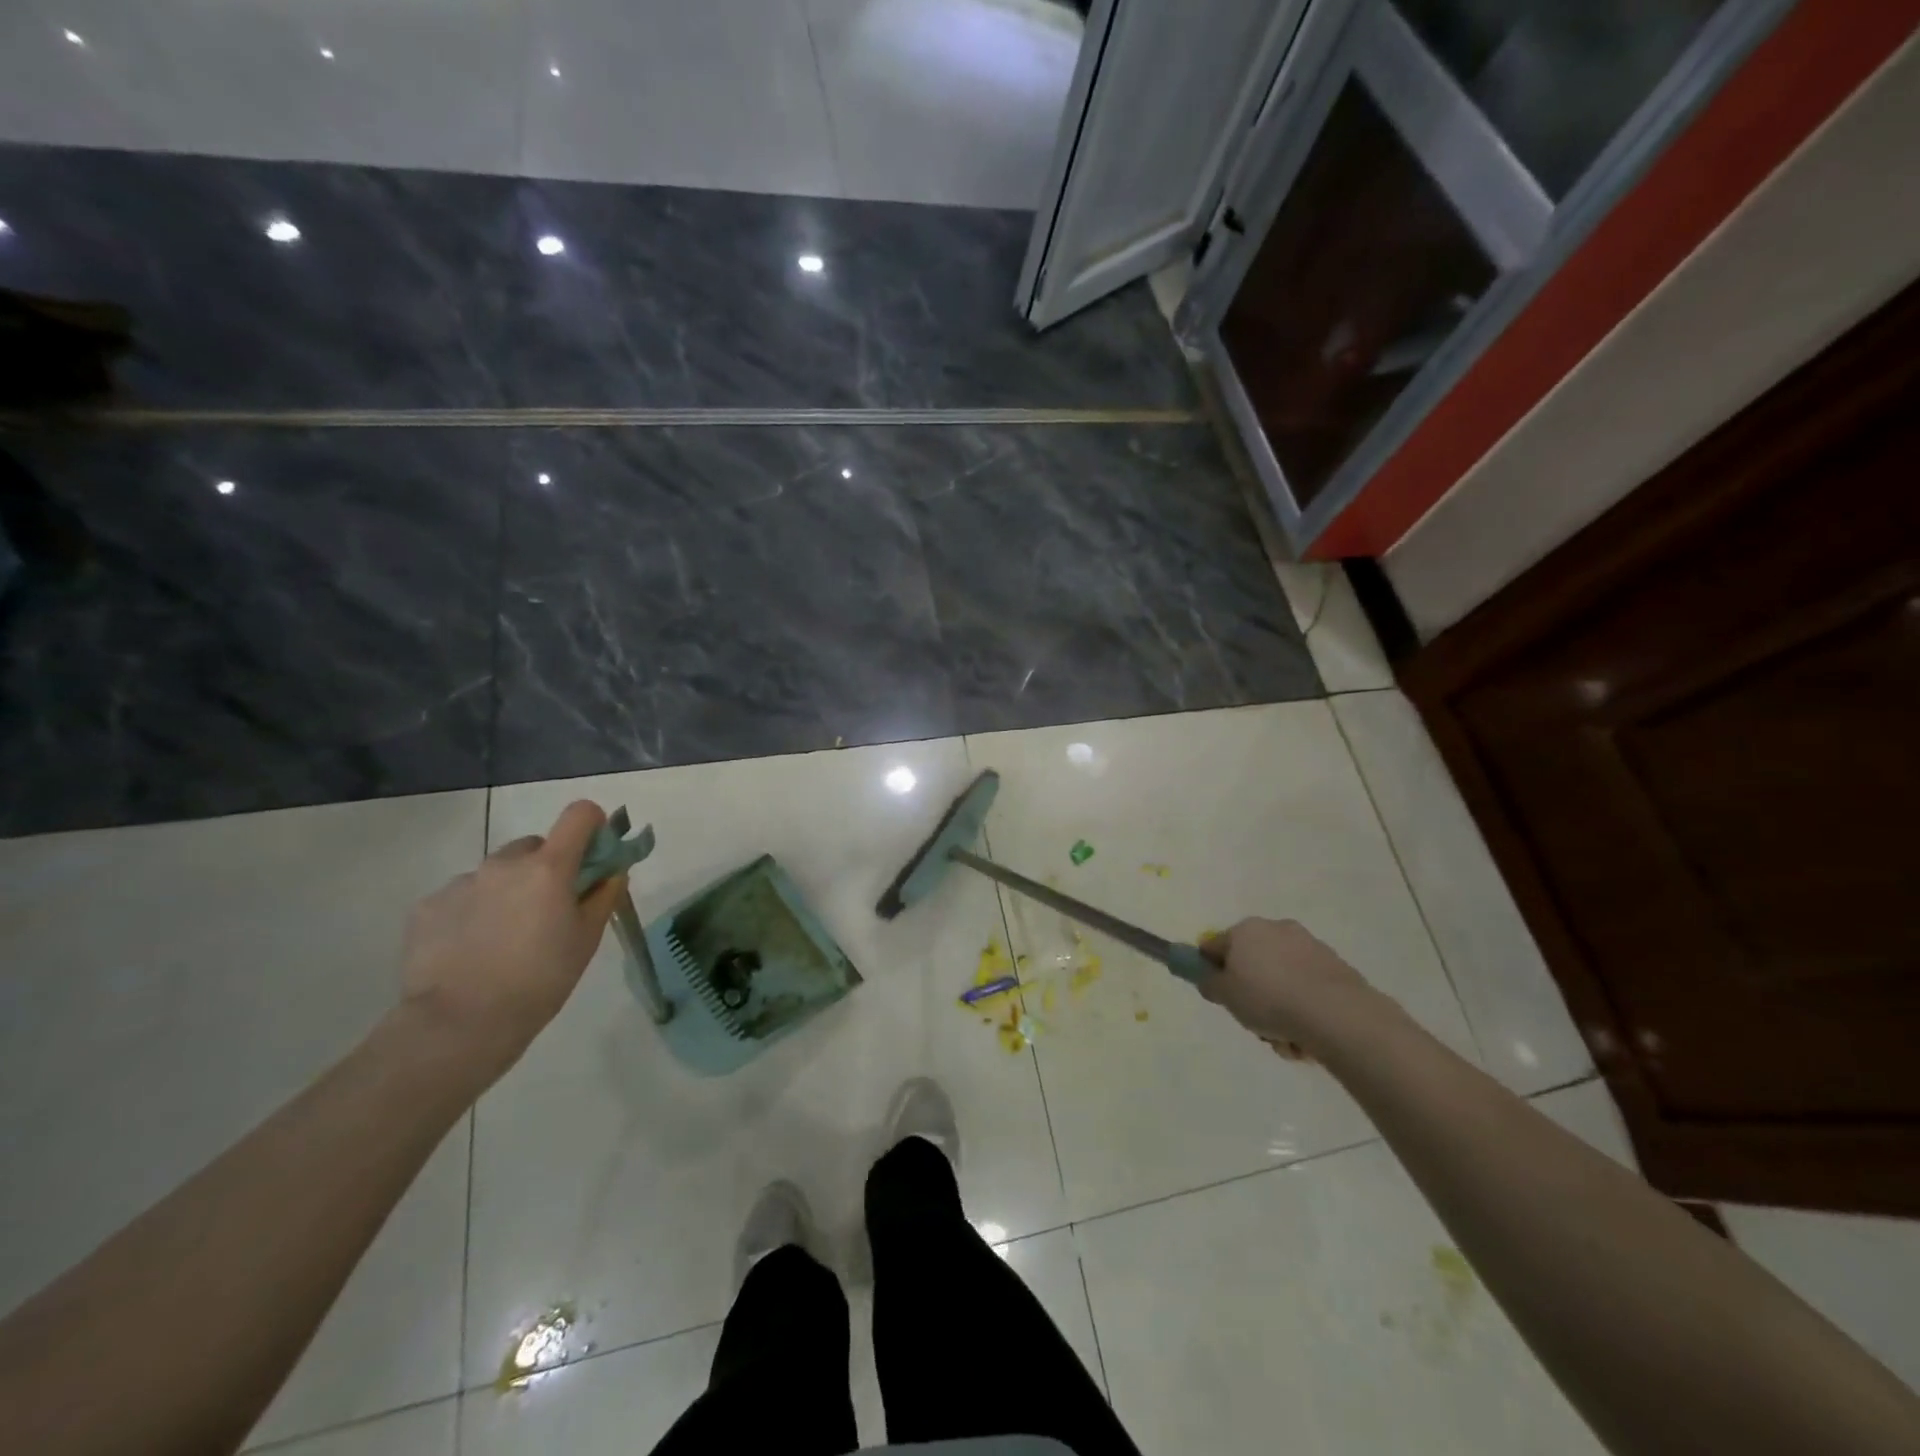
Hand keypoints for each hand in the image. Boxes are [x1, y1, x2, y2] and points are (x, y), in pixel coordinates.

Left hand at [398, 801, 623, 1081]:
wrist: (459, 1024)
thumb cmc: (540, 980)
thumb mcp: (587, 939)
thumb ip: (603, 896)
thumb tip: (613, 871)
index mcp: (549, 867)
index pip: (580, 814)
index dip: (592, 826)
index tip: (594, 854)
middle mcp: (504, 863)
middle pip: (535, 846)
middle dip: (546, 867)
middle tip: (548, 910)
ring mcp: (461, 882)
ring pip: (496, 872)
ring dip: (508, 889)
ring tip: (504, 937)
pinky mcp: (428, 906)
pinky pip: (462, 895)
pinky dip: (473, 911)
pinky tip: (472, 949)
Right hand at [1198, 918, 1373, 1059]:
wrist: (1336, 1014)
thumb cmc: (1268, 999)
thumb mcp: (1225, 995)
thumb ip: (1209, 983)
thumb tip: (1210, 977)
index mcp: (1245, 930)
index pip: (1215, 946)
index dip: (1212, 971)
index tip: (1220, 996)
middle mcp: (1276, 929)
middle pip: (1252, 964)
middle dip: (1252, 994)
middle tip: (1254, 1021)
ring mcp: (1309, 946)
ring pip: (1281, 980)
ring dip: (1279, 1008)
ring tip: (1285, 1039)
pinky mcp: (1335, 967)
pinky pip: (1307, 989)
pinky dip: (1304, 1010)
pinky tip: (1307, 1037)